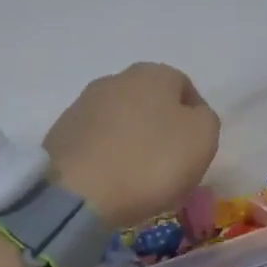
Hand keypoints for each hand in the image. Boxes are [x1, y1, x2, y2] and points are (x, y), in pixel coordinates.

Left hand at [45, 62, 219, 226]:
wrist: (78, 193)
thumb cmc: (151, 161)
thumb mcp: (203, 138)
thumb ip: (205, 119)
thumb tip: (191, 117)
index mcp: (153, 74)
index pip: (185, 88)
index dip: (196, 118)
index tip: (196, 150)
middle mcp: (115, 79)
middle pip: (151, 102)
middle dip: (162, 128)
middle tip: (170, 164)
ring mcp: (83, 105)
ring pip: (122, 121)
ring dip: (133, 141)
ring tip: (139, 177)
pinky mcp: (60, 133)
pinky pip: (97, 142)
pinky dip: (108, 156)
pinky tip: (112, 181)